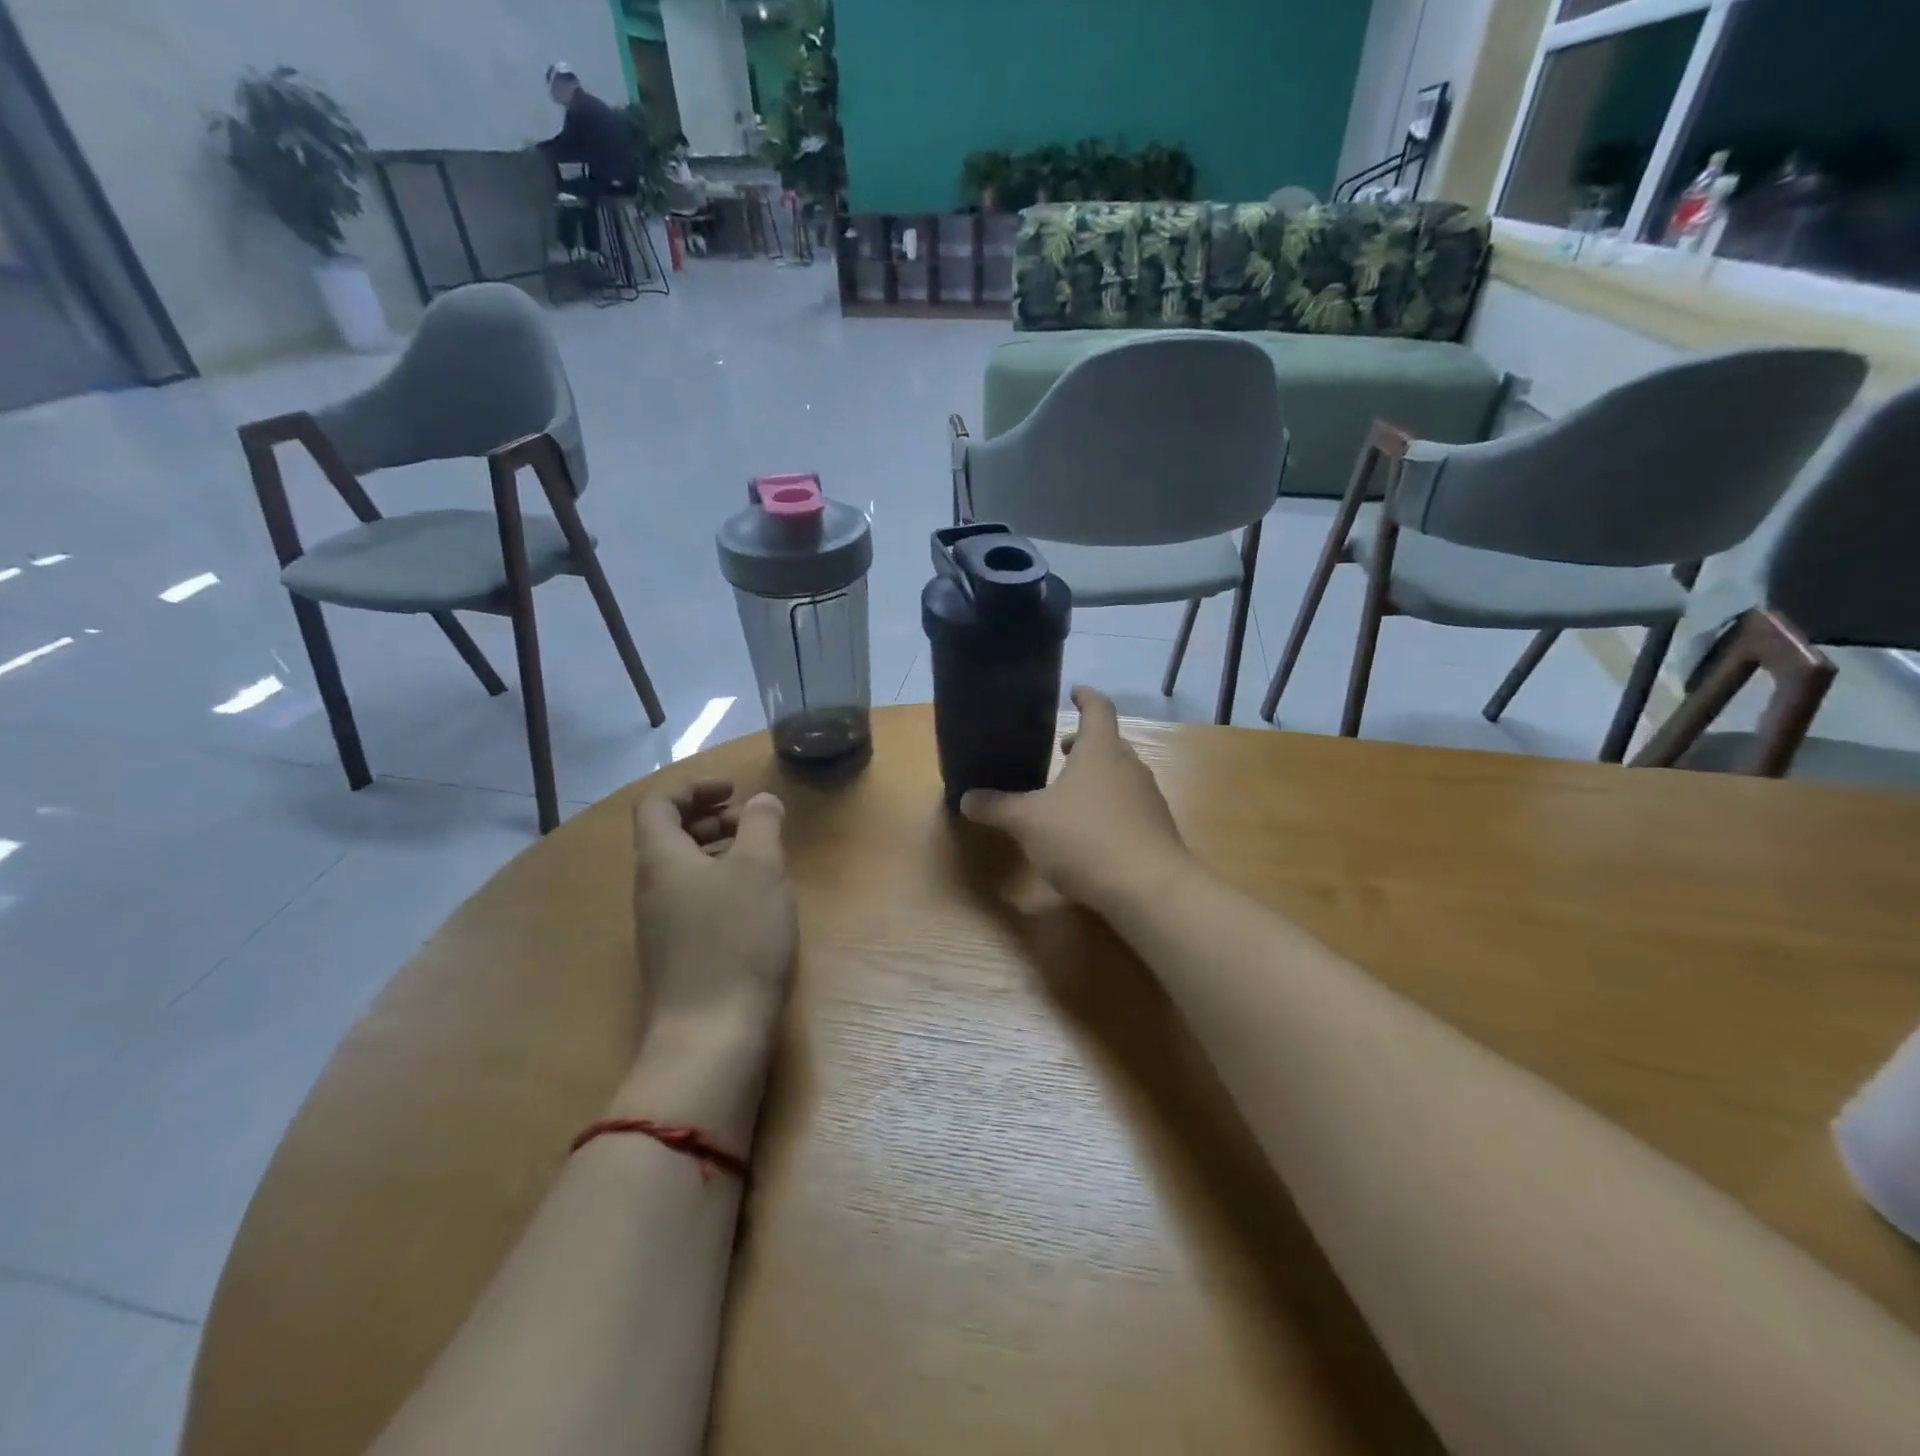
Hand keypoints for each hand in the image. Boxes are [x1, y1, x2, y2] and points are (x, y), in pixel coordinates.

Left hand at [632, 780, 796, 1050]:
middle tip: (751, 820)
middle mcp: (650, 888)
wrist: (712, 1034)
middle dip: (709, 817)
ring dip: (717, 850)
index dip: (693, 787)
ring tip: (760, 856)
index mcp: (660, 859)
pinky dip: (719, 883)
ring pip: (682, 869)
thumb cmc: (737, 939)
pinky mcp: (677, 954)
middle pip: (668, 835)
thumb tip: (761, 801)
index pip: (657, 804)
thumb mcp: (759, 869)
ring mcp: (660, 925)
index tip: (733, 790)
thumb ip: (762, 824)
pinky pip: (692, 899)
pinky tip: (755, 901)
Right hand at [960, 687, 1193, 914]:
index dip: (1086, 697)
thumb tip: (966, 798)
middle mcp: (1129, 766)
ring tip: (1070, 791)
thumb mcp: (1028, 823)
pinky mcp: (1156, 828)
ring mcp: (1148, 798)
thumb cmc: (1085, 838)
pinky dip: (1108, 805)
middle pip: (1109, 742)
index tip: (1074, 691)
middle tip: (1061, 747)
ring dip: (1096, 775)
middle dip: (1085, 742)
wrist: (1150, 889)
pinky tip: (1090, 830)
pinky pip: (1128, 804)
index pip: (1098, 709)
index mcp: (1101, 751)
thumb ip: (997, 808)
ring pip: (1120, 774)